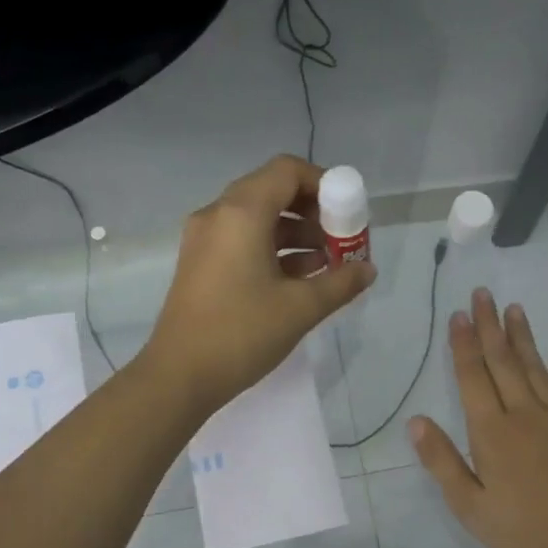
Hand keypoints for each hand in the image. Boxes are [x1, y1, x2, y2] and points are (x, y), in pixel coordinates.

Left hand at [144, 156, 376, 414]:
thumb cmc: (242, 334)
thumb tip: (367, 270)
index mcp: (241, 213)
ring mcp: (205, 240)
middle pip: (272, 192)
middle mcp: (218, 215)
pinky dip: (273, 250)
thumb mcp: (301, 308)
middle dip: (313, 212)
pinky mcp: (200, 264)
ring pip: (258, 219)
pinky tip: (300, 279)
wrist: (179, 376)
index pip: (287, 171)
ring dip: (295, 234)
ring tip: (328, 265)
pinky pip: (242, 241)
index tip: (347, 213)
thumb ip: (340, 283)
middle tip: (341, 241)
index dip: (323, 184)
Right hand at [410, 290, 547, 547]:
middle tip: (483, 294)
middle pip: (504, 363)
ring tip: (515, 310)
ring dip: (524, 339)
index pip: (473, 378)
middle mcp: (524, 415)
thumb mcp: (470, 506)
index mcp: (491, 432)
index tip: (459, 315)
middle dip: (491, 327)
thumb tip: (416, 421)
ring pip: (537, 370)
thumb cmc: (523, 530)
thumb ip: (442, 461)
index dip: (464, 345)